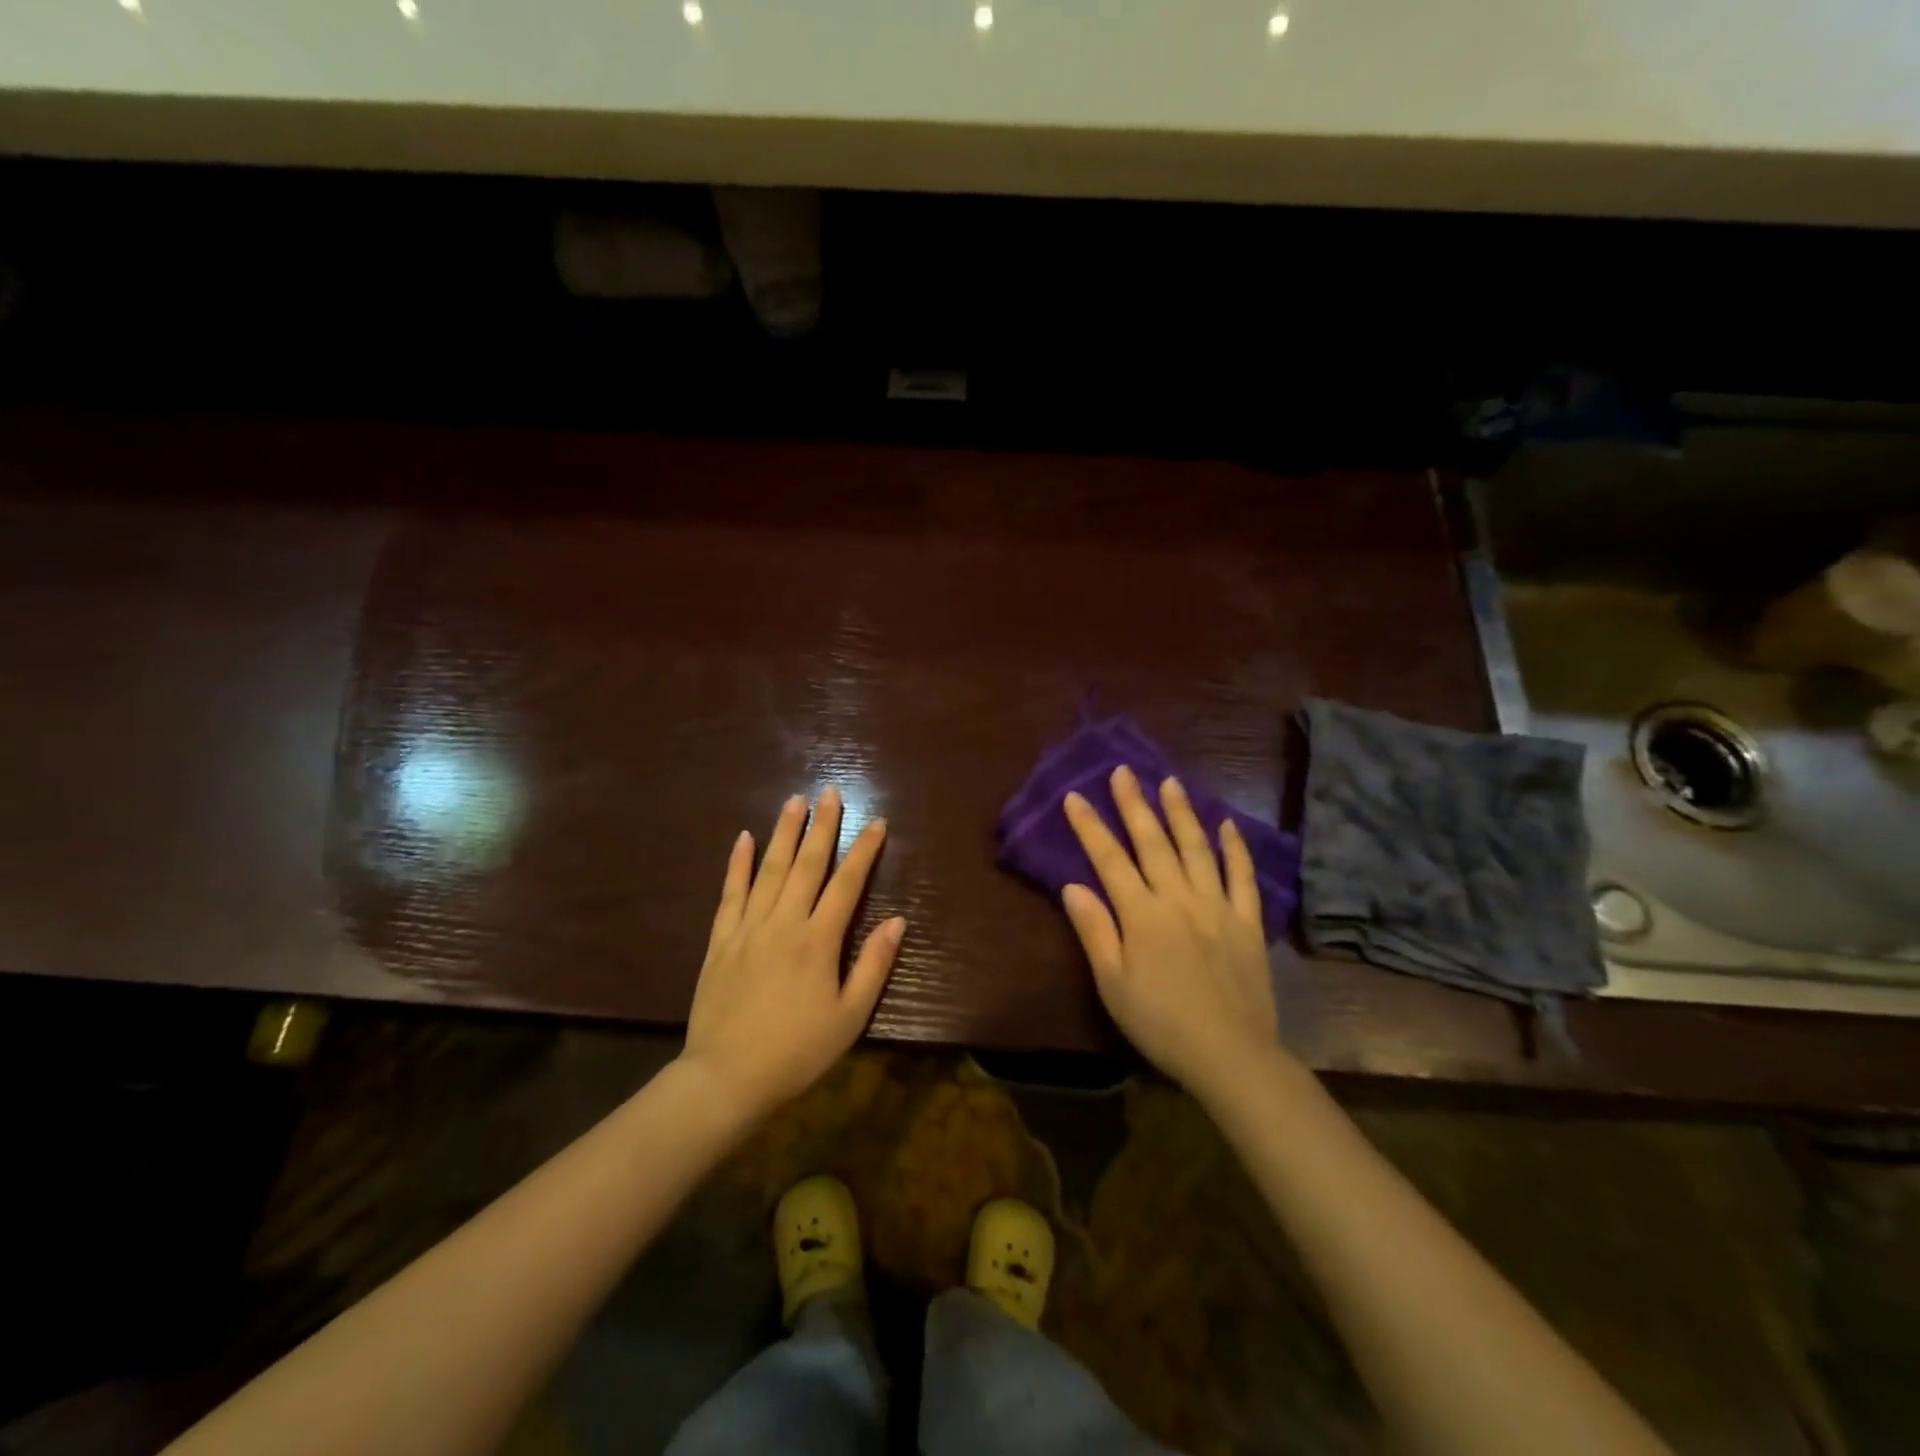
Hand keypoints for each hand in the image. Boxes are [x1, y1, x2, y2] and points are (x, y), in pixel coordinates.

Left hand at [680, 788, 904, 1122]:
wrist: (726, 1078)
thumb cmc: (797, 1051)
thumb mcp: (849, 1018)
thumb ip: (873, 966)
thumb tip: (898, 921)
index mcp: (818, 941)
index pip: (847, 884)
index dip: (864, 850)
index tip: (877, 822)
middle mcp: (784, 923)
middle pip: (806, 865)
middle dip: (822, 826)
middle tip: (830, 792)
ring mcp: (748, 928)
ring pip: (768, 870)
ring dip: (783, 833)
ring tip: (794, 801)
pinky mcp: (721, 941)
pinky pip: (730, 894)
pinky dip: (737, 864)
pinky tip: (743, 838)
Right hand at [1061, 766, 1281, 1102]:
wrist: (1231, 1055)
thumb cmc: (1161, 1023)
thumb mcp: (1113, 984)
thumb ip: (1094, 931)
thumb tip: (1072, 885)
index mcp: (1142, 914)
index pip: (1109, 860)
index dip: (1090, 826)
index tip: (1075, 796)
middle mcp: (1179, 898)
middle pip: (1153, 842)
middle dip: (1134, 803)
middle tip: (1123, 771)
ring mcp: (1217, 906)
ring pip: (1196, 848)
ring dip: (1181, 813)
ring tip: (1170, 782)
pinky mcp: (1248, 922)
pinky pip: (1242, 877)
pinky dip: (1235, 848)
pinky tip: (1228, 825)